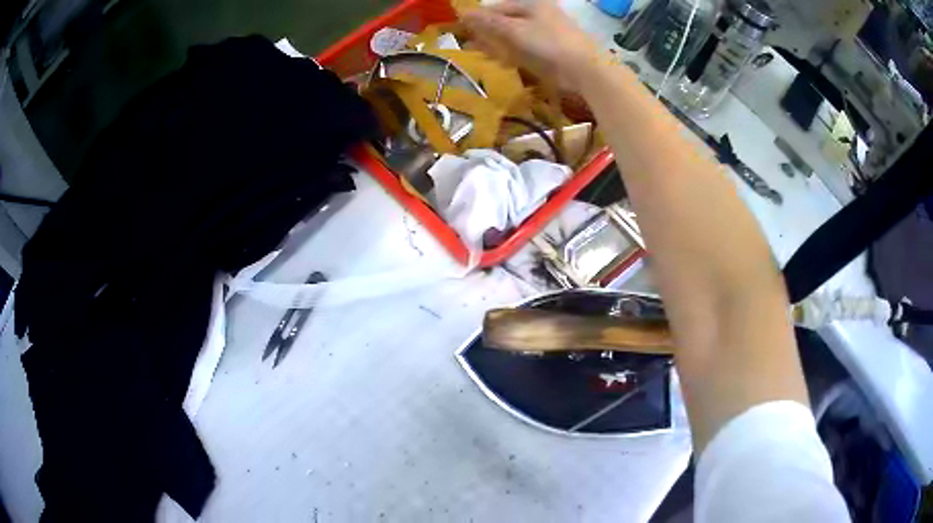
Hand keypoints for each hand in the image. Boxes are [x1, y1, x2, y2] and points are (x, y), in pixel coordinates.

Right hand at [462, 0, 601, 91]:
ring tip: (479, 53)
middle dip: (486, 32)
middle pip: (505, 21)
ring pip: (513, 36)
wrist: (583, 68)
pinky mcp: (547, 51)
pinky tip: (498, 60)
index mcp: (531, 4)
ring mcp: (543, 33)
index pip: (497, 8)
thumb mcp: (515, 29)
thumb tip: (463, 13)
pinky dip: (509, 53)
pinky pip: (522, 49)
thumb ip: (489, 22)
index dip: (479, 17)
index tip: (461, 28)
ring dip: (496, 44)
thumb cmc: (549, 42)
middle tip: (468, 43)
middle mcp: (537, 15)